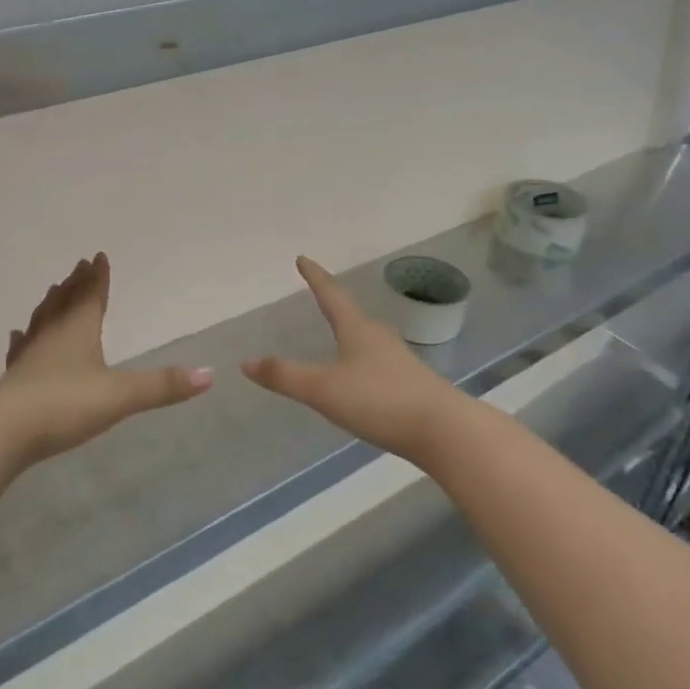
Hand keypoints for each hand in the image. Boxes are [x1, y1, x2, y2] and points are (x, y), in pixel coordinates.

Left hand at [0, 253, 211, 463]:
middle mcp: (52, 335)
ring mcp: (29, 355)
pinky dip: (23, 339)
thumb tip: (210, 374)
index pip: (91, 295)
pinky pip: (21, 349)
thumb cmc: (65, 404)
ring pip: (42, 320)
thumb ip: (163, 386)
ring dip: (51, 305)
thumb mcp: (121, 395)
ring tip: (54, 292)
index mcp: (79, 330)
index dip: (98, 277)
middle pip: (65, 302)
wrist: (3, 433)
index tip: (98, 256)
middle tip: (78, 267)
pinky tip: (18, 336)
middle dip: (75, 284)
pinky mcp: (13, 379)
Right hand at [241, 256, 461, 464]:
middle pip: (351, 314)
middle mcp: (378, 337)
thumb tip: (246, 361)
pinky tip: (361, 377)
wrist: (443, 430)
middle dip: (333, 304)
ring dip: (349, 332)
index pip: (331, 295)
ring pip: (367, 338)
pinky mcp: (410, 384)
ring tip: (338, 334)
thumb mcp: (324, 389)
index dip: (315, 277)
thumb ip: (285, 376)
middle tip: (319, 295)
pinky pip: (377, 362)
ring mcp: (398, 360)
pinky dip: (362, 360)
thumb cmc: (379, 400)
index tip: (303, 258)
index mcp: (357, 330)